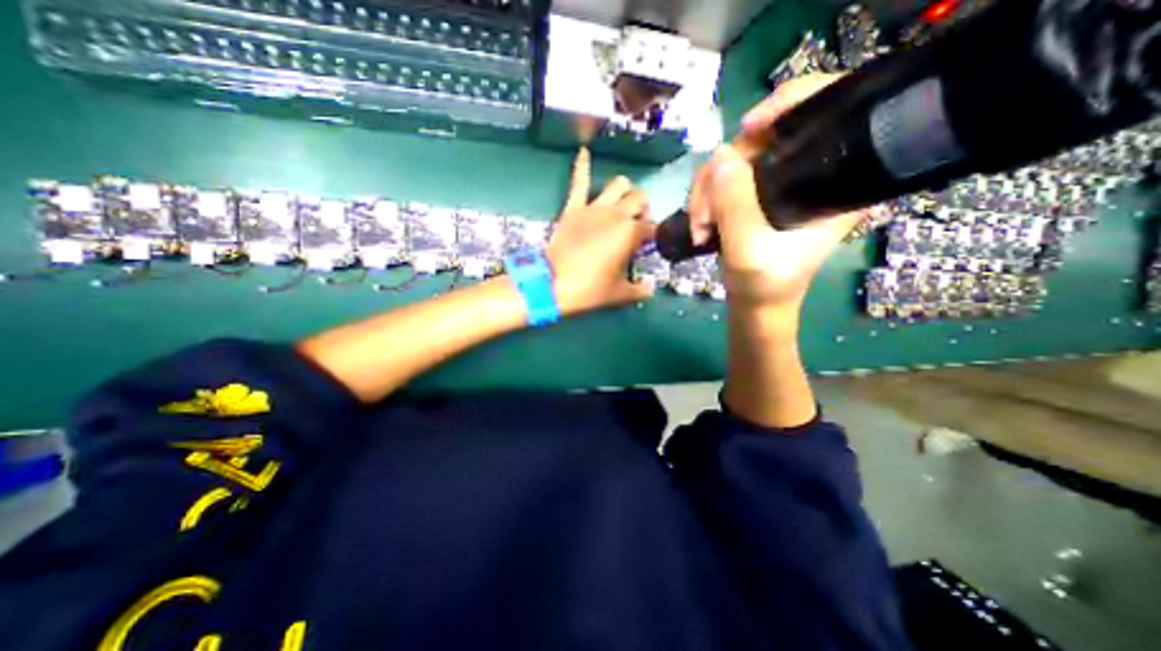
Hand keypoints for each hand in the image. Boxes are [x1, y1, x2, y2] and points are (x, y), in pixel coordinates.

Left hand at [548, 150, 656, 318]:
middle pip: (639, 198)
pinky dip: (581, 166)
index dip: (652, 235)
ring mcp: (594, 208)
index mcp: (630, 233)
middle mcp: (616, 214)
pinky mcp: (573, 208)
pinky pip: (578, 182)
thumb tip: (649, 288)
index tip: (647, 245)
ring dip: (624, 191)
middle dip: (642, 208)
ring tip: (622, 202)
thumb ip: (639, 289)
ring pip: (618, 184)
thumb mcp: (619, 294)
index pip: (651, 226)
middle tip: (636, 223)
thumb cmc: (590, 289)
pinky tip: (583, 151)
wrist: (553, 284)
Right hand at [681, 73, 866, 306]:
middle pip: (765, 138)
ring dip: (707, 192)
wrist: (755, 304)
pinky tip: (700, 223)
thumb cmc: (764, 284)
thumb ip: (735, 204)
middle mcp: (810, 173)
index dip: (790, 102)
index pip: (828, 111)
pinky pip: (724, 178)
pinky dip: (706, 198)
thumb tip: (719, 154)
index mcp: (835, 181)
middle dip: (723, 172)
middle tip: (703, 213)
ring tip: (699, 227)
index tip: (749, 129)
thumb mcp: (748, 249)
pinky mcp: (755, 195)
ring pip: (736, 160)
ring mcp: (779, 184)